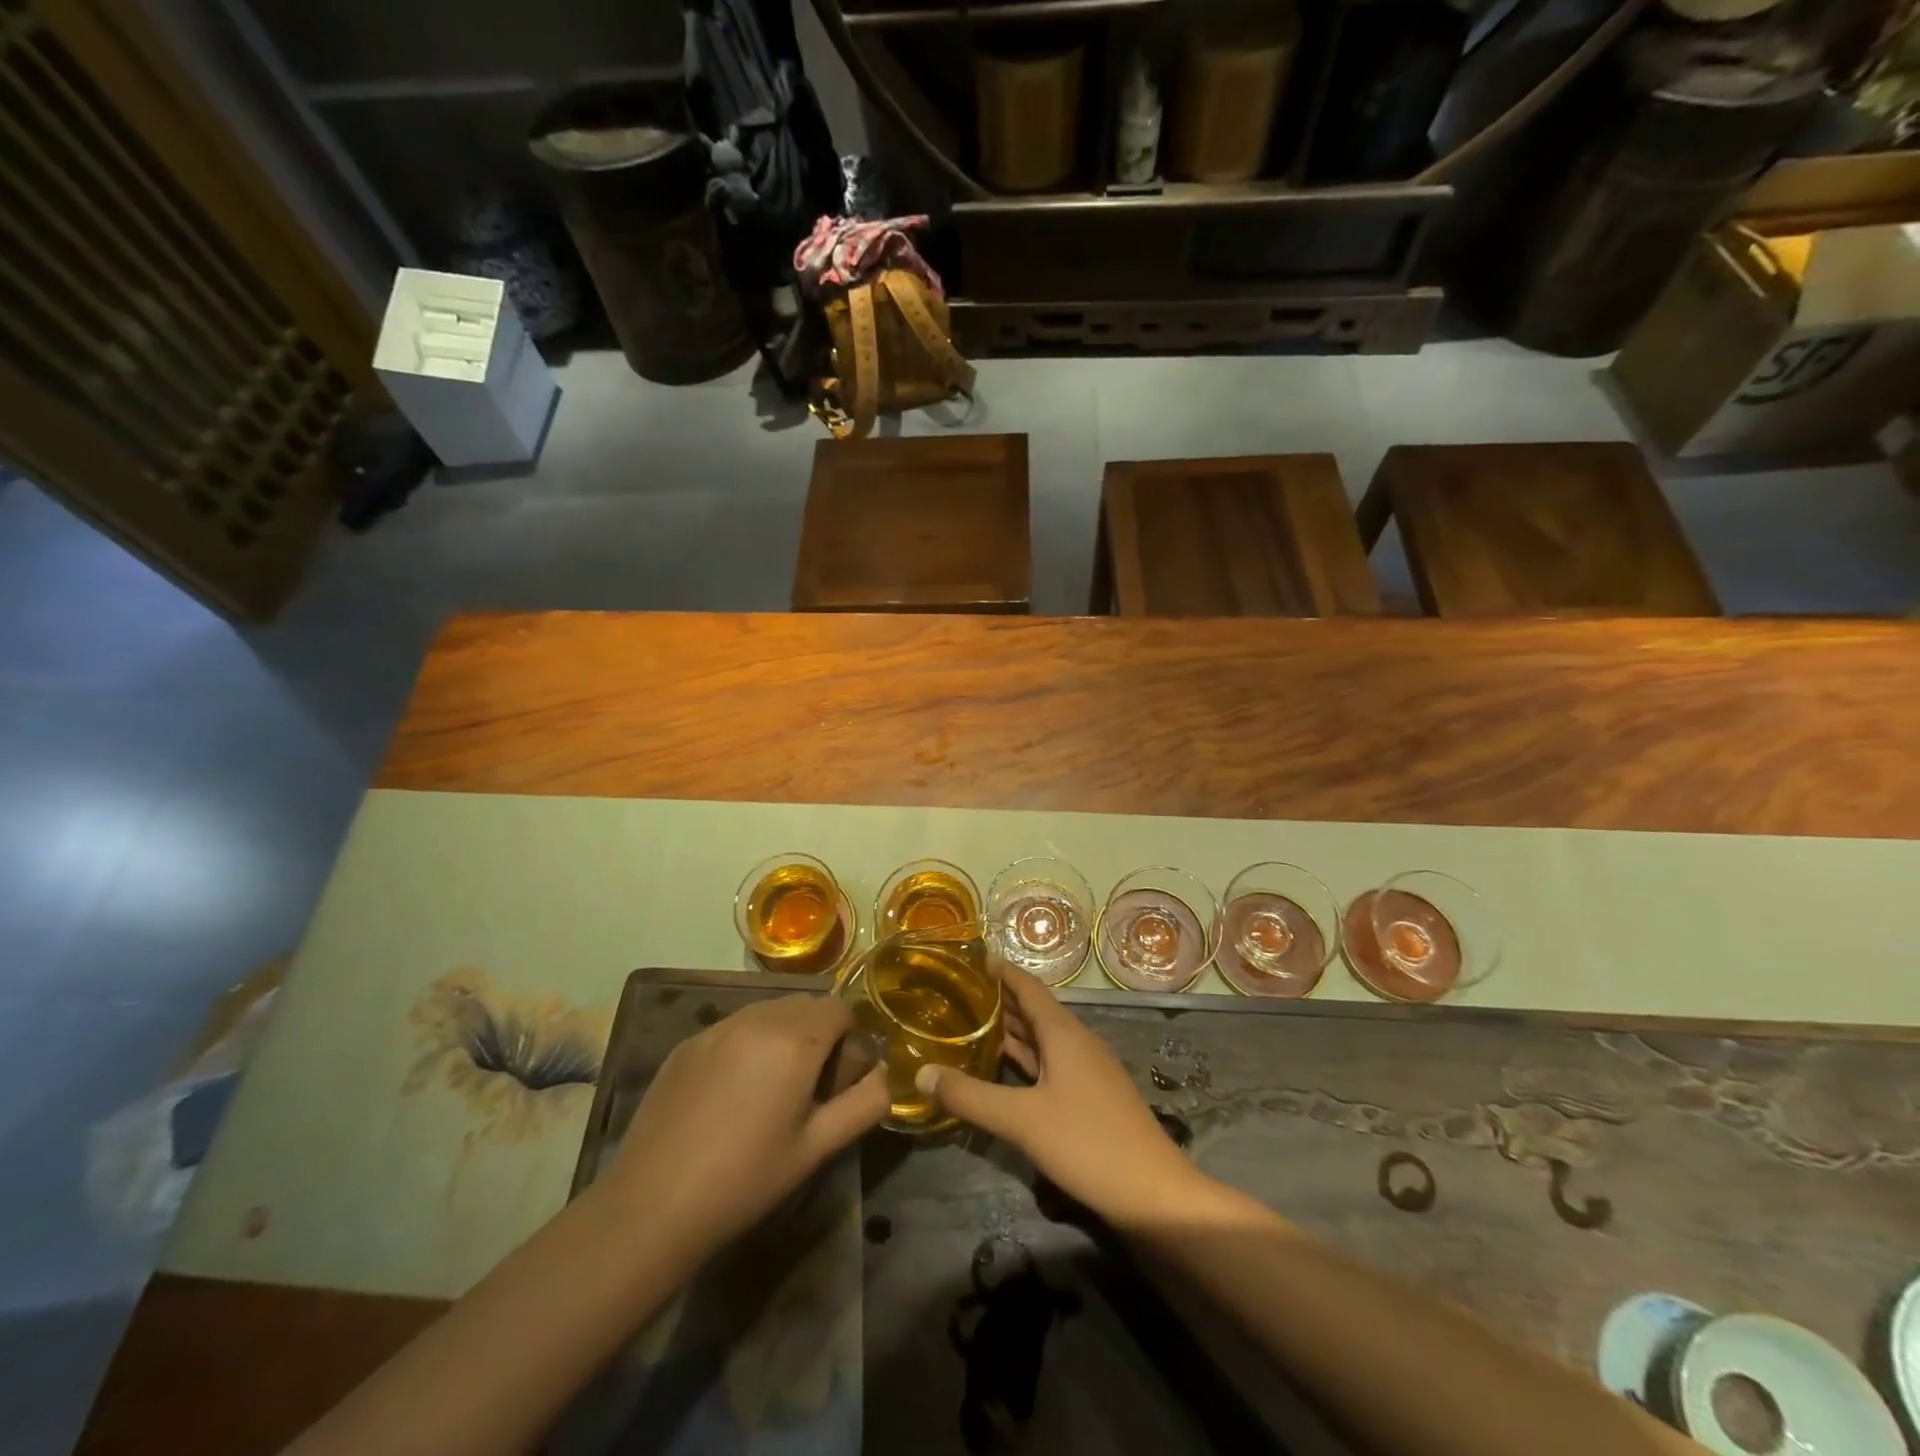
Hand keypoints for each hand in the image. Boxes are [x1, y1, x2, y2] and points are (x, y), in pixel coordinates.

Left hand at [603, 994, 888, 1259]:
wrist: (651, 1207)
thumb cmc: (746, 1180)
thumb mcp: (817, 1148)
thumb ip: (865, 1104)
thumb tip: (885, 1075)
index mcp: (794, 1040)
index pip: (840, 1008)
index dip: (849, 1039)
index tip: (838, 1080)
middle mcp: (757, 1018)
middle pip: (805, 1004)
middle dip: (817, 1033)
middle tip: (808, 1086)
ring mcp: (716, 1027)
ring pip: (768, 1011)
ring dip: (782, 1034)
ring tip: (769, 1089)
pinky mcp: (687, 1044)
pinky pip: (733, 1027)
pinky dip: (746, 1044)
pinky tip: (730, 1095)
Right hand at [917, 966, 1208, 1227]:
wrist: (1155, 1194)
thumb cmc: (1088, 1143)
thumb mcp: (1022, 1120)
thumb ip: (970, 1096)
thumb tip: (921, 1073)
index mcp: (1063, 1033)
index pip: (1027, 986)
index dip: (1000, 971)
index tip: (968, 958)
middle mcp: (1076, 1042)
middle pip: (1033, 1010)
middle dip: (998, 1000)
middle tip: (955, 993)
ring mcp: (1086, 1070)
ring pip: (1042, 1039)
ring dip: (1010, 1030)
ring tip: (969, 1025)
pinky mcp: (1090, 1097)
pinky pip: (1049, 1063)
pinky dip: (1024, 1059)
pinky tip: (1002, 1070)